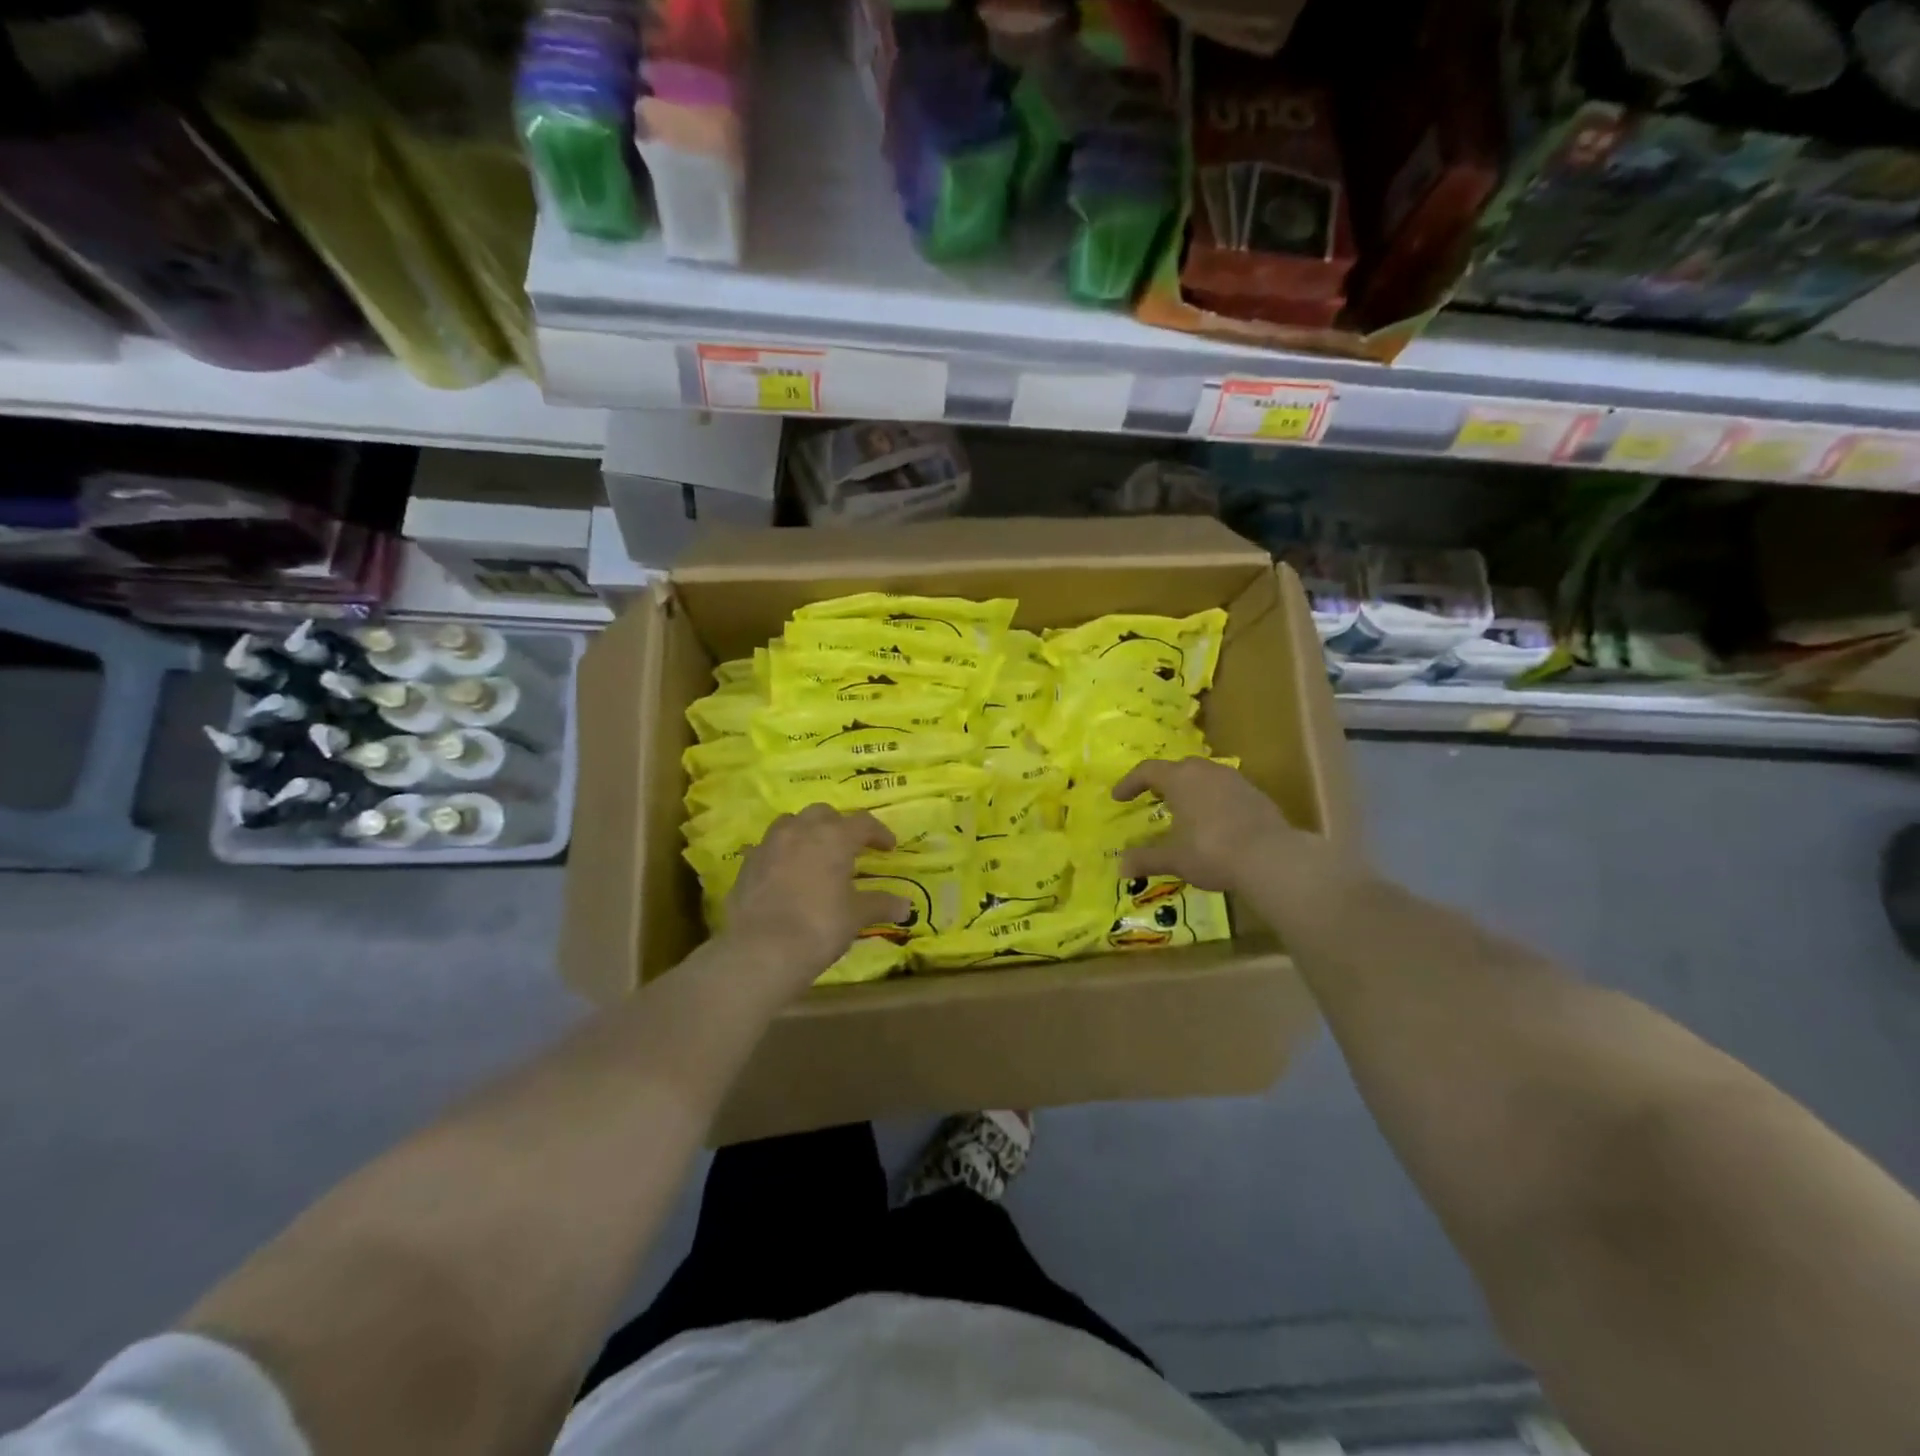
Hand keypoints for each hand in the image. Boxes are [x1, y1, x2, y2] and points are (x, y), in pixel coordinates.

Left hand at [723, 805, 907, 990]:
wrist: (761, 950)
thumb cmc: (819, 926)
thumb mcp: (856, 916)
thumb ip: (881, 904)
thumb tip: (905, 906)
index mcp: (834, 837)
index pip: (863, 823)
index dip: (879, 833)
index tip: (888, 848)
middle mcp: (801, 831)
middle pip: (824, 814)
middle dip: (839, 826)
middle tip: (848, 848)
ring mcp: (770, 844)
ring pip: (791, 823)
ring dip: (806, 832)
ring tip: (814, 854)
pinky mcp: (747, 863)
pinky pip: (768, 848)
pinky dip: (781, 853)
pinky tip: (785, 874)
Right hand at [1112, 757, 1334, 895]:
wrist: (1271, 857)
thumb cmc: (1211, 851)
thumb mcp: (1174, 858)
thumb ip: (1145, 859)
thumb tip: (1120, 866)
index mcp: (1181, 779)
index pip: (1147, 770)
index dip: (1130, 783)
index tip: (1118, 798)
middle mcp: (1206, 771)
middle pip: (1178, 768)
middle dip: (1162, 781)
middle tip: (1153, 797)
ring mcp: (1234, 780)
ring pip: (1205, 777)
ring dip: (1190, 789)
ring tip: (1184, 810)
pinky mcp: (1256, 794)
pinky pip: (1225, 790)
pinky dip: (1213, 800)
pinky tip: (1214, 822)